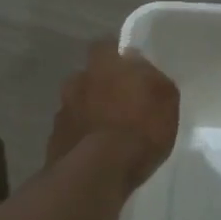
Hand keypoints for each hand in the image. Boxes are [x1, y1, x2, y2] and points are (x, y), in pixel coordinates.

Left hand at [46, 42, 180, 192]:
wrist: (96, 173)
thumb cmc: (138, 129)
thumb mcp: (166, 100)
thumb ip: (154, 78)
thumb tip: (142, 68)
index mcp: (103, 64)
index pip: (106, 46)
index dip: (119, 58)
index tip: (132, 72)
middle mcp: (77, 80)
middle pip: (90, 76)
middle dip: (102, 86)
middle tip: (122, 104)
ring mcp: (62, 110)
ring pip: (78, 104)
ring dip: (90, 112)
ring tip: (109, 132)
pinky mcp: (54, 139)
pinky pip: (72, 131)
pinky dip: (82, 136)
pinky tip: (95, 152)